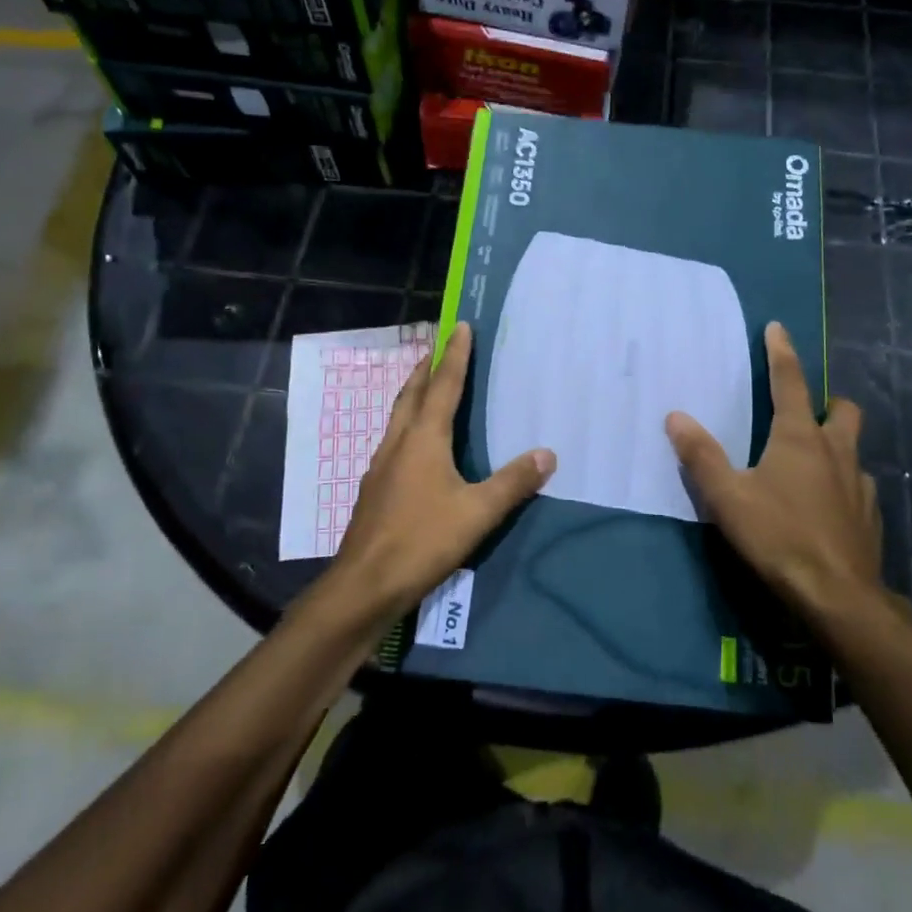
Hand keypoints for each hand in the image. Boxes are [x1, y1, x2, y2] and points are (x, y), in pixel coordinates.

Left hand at [331, 322, 555, 616]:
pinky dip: (408, 425)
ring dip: (414, 394)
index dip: (455, 356)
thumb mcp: (477, 513)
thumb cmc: (421, 541)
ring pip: (398, 417)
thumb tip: (547, 454)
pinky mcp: (374, 489)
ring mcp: (381, 466)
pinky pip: (394, 441)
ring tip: (426, 386)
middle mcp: (398, 443)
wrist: (363, 585)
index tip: (460, 326)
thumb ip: (512, 483)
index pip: (443, 386)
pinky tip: (414, 445)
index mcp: (423, 439)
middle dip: (426, 367)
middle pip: (412, 394)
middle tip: (439, 347)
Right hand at [666, 321, 886, 619]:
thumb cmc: (778, 537)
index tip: (777, 327)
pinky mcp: (871, 516)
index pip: (790, 382)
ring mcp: (859, 484)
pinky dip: (843, 485)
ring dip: (835, 446)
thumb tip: (675, 416)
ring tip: (812, 465)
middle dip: (827, 402)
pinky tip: (827, 507)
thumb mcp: (727, 497)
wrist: (838, 597)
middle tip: (806, 412)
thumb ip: (701, 455)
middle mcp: (835, 451)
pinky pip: (858, 487)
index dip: (781, 352)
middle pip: (842, 409)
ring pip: (853, 449)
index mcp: (799, 438)